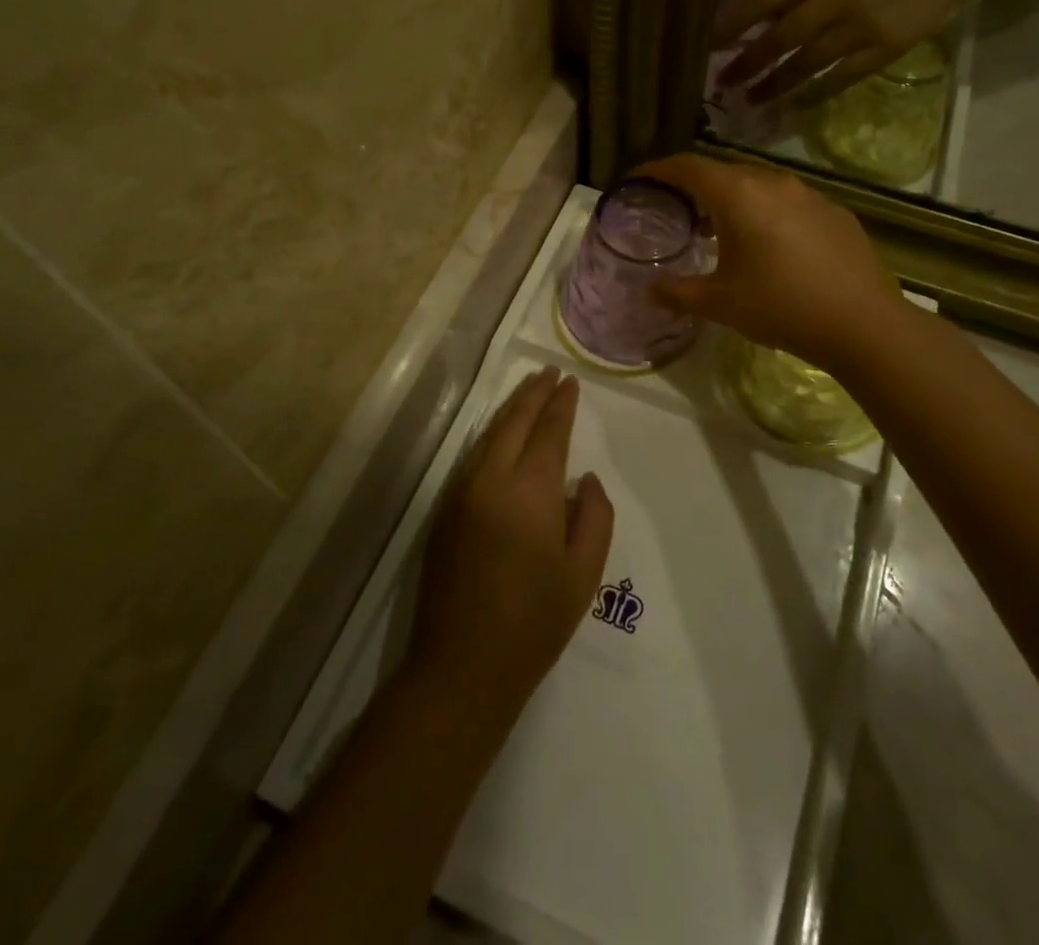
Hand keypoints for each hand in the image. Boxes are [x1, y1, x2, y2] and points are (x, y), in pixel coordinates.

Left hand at [410, 369, 614, 707]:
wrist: (462, 666)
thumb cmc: (533, 622)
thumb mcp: (583, 573)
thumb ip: (594, 515)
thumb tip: (582, 479)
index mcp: (529, 490)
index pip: (548, 431)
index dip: (561, 404)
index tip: (571, 382)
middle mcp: (490, 479)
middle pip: (514, 421)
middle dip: (534, 393)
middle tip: (550, 371)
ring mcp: (461, 493)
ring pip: (489, 434)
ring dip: (511, 408)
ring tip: (529, 389)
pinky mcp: (445, 510)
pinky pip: (473, 455)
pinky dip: (493, 433)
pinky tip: (501, 432)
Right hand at [637, 154, 908, 372]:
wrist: (862, 323)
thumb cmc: (781, 307)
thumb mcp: (720, 304)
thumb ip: (678, 292)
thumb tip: (650, 289)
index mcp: (738, 196)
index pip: (688, 167)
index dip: (658, 169)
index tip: (639, 179)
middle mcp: (772, 183)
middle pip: (723, 171)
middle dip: (695, 185)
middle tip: (678, 209)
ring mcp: (809, 194)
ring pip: (759, 185)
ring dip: (733, 199)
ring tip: (721, 229)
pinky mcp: (835, 212)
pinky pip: (789, 201)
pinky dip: (767, 212)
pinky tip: (771, 245)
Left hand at [715, 0, 990, 104]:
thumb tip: (761, 17)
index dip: (736, 21)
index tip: (711, 41)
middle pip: (782, 35)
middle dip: (749, 61)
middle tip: (724, 81)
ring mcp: (862, 25)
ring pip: (807, 61)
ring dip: (776, 83)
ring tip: (752, 97)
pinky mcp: (884, 49)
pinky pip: (840, 77)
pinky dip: (815, 92)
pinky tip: (796, 104)